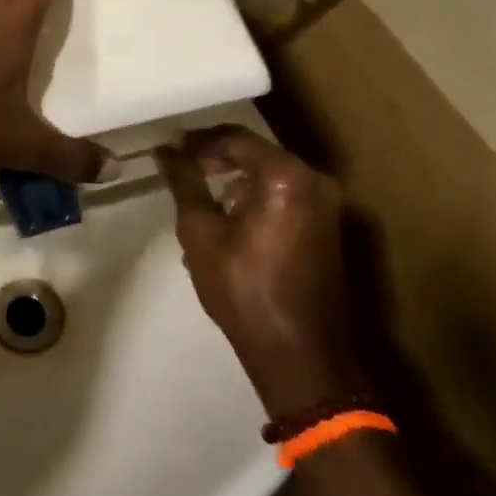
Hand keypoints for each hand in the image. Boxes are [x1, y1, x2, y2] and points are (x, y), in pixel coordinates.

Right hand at [156, 126, 361, 420]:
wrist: (301, 357)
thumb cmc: (245, 290)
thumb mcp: (200, 233)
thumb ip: (184, 183)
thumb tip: (166, 151)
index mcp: (286, 176)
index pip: (235, 138)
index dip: (199, 142)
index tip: (172, 153)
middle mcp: (315, 181)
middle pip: (257, 155)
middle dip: (217, 161)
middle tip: (184, 173)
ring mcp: (328, 207)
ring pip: (271, 178)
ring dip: (237, 183)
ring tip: (202, 204)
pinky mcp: (330, 230)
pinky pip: (287, 199)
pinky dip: (258, 201)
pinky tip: (231, 225)